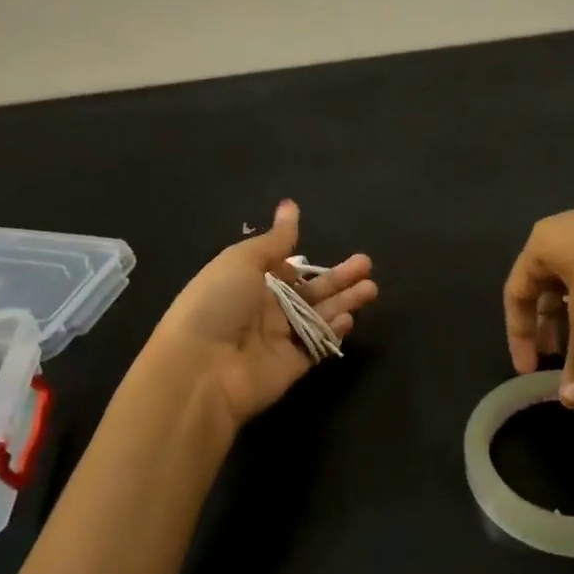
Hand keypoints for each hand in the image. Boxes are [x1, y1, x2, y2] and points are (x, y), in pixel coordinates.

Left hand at [150, 200, 377, 425]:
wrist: (201, 368)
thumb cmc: (217, 304)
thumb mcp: (241, 260)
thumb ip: (274, 239)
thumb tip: (290, 206)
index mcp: (246, 283)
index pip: (284, 271)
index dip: (306, 264)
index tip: (327, 251)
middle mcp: (264, 310)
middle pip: (309, 292)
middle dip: (338, 278)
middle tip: (366, 264)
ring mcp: (278, 339)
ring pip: (318, 316)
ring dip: (344, 301)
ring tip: (371, 288)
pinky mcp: (291, 365)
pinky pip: (316, 345)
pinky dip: (333, 332)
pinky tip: (349, 318)